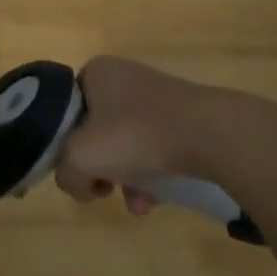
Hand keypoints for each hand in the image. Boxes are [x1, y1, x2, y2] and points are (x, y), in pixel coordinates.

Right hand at [56, 57, 276, 213]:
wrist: (211, 133)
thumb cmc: (136, 135)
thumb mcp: (80, 157)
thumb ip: (65, 172)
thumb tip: (79, 183)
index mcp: (95, 72)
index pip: (65, 110)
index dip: (65, 144)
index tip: (78, 169)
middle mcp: (123, 76)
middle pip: (95, 130)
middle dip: (100, 167)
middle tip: (105, 189)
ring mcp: (155, 95)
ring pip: (126, 142)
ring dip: (125, 176)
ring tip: (137, 203)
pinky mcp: (182, 115)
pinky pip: (154, 146)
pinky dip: (150, 173)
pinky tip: (156, 200)